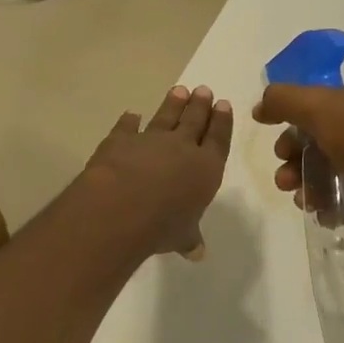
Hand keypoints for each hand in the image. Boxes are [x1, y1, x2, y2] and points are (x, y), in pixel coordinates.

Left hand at [84, 85, 233, 258]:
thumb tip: (197, 252)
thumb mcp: (181, 236)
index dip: (222, 122)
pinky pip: (127, 127)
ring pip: (165, 117)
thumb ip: (189, 238)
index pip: (218, 139)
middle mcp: (181, 148)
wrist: (121, 207)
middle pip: (194, 121)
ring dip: (173, 104)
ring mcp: (150, 140)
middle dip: (200, 106)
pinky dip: (129, 121)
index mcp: (205, 168)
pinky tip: (131, 114)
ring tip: (179, 90)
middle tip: (204, 90)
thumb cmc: (162, 225)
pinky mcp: (120, 139)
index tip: (223, 104)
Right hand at [252, 83, 343, 236]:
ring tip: (303, 201)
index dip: (290, 126)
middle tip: (285, 180)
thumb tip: (259, 106)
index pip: (314, 109)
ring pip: (328, 173)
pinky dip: (329, 206)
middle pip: (317, 143)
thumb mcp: (319, 107)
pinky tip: (322, 213)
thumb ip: (284, 100)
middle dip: (294, 161)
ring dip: (307, 186)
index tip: (275, 147)